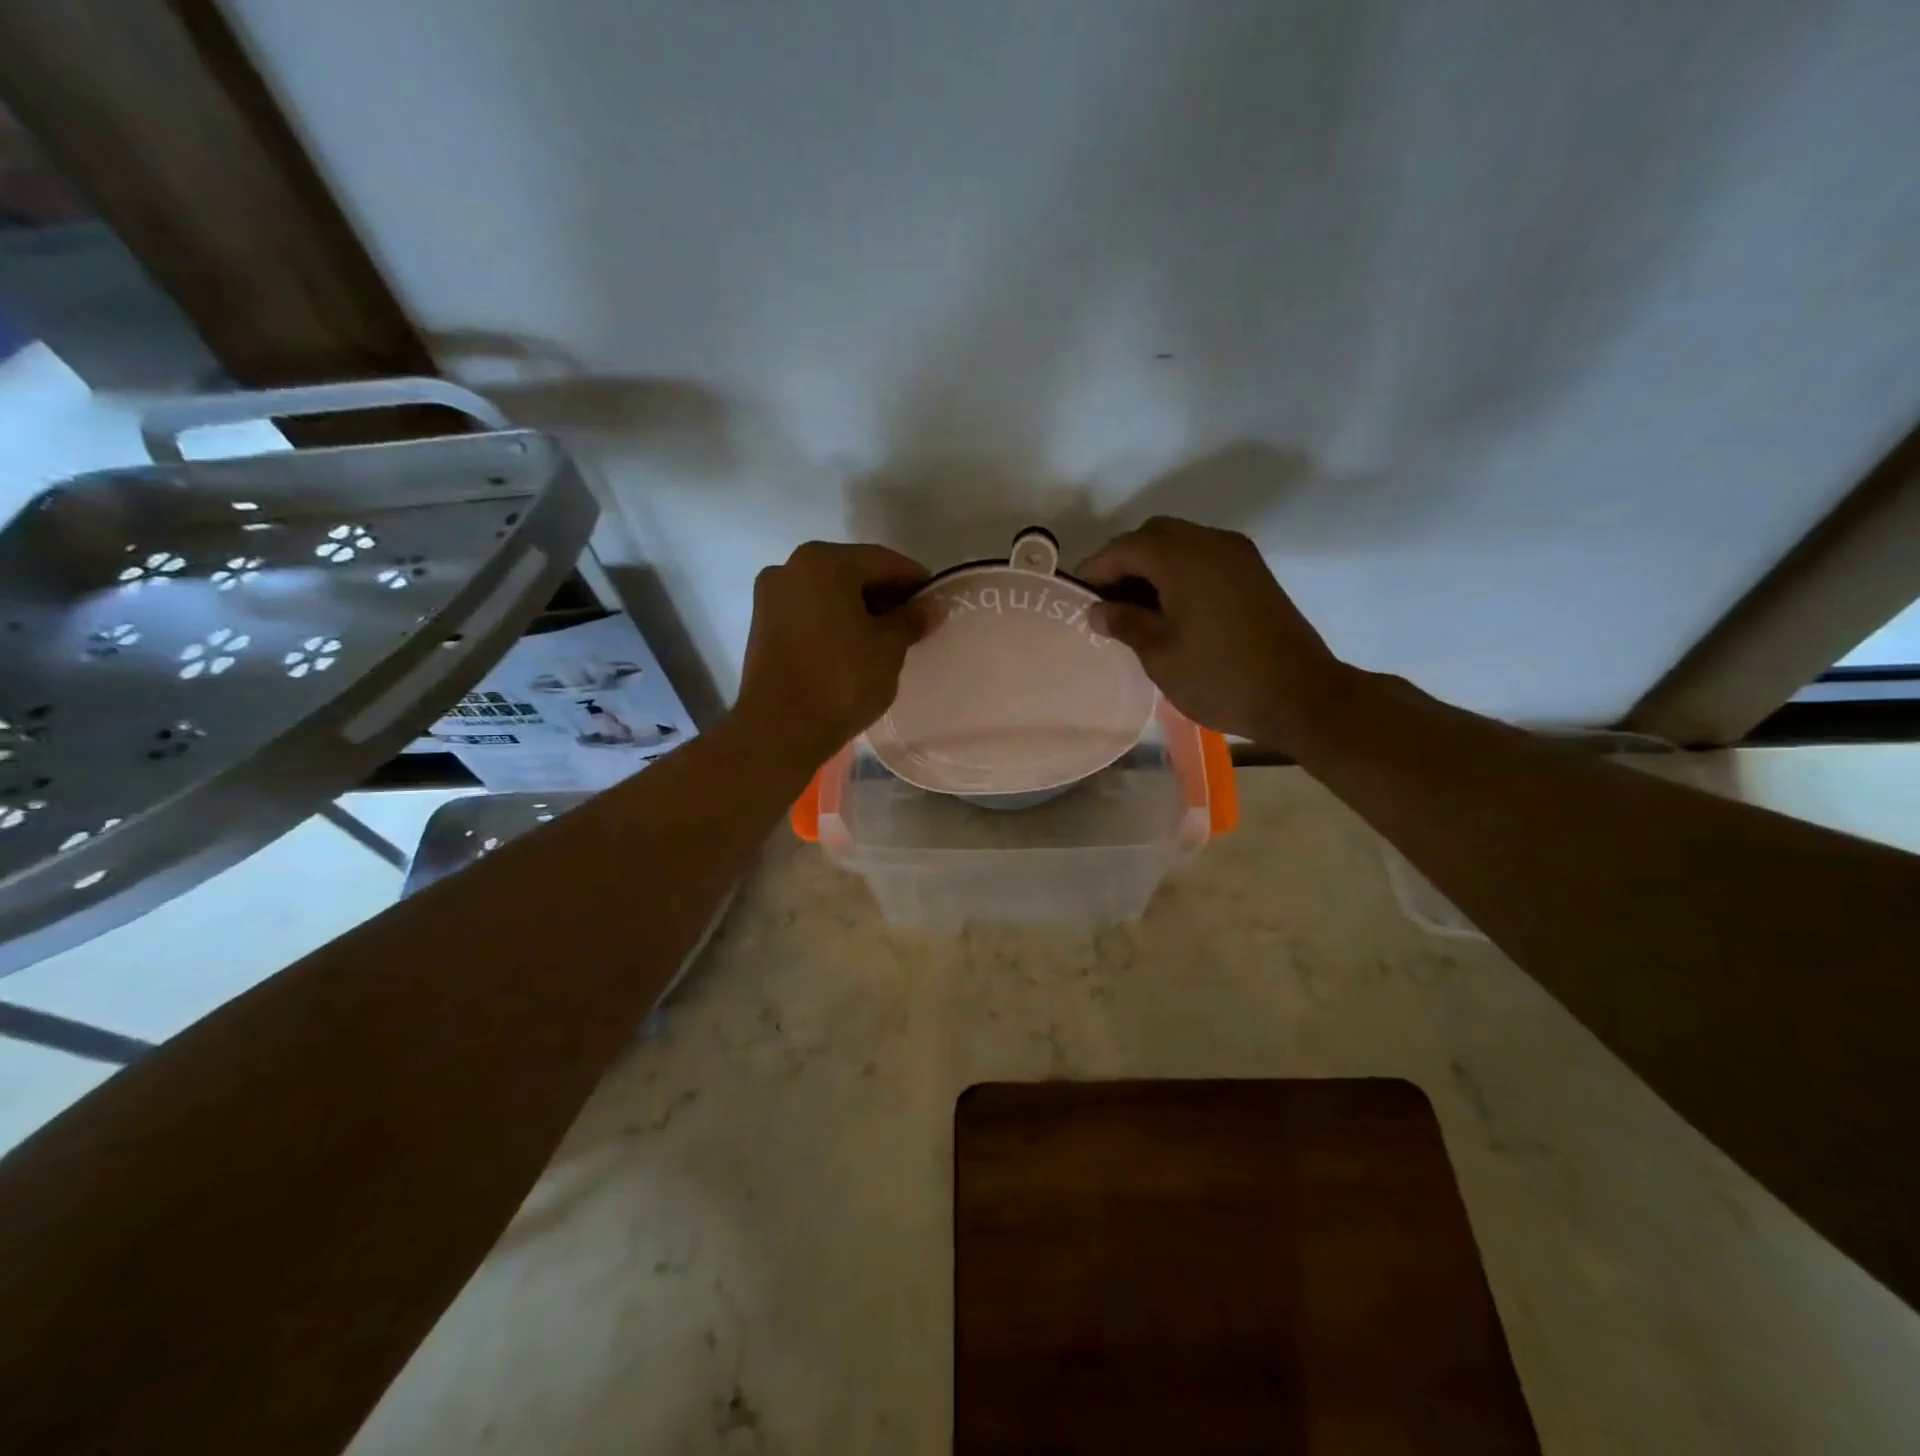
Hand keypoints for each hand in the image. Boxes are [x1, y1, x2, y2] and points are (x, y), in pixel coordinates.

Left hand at [735, 541, 929, 763]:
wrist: (780, 728)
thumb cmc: (841, 679)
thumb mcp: (888, 648)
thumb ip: (910, 620)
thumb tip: (930, 607)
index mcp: (824, 562)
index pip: (883, 561)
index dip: (915, 581)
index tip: (935, 603)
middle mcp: (791, 567)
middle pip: (852, 572)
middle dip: (884, 594)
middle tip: (912, 623)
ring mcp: (771, 596)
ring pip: (828, 592)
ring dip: (858, 608)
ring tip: (884, 639)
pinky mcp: (762, 625)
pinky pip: (809, 612)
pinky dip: (833, 621)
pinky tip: (853, 646)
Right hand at [1077, 516, 1347, 749]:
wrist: (1300, 696)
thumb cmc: (1219, 676)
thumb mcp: (1159, 654)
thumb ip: (1124, 623)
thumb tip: (1097, 610)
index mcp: (1183, 557)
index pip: (1124, 548)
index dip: (1095, 570)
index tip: (1076, 600)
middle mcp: (1211, 542)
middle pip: (1153, 536)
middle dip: (1123, 564)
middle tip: (1106, 604)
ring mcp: (1237, 555)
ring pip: (1180, 545)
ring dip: (1151, 568)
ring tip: (1133, 612)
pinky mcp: (1253, 573)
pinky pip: (1203, 559)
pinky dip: (1178, 574)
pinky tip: (1168, 611)